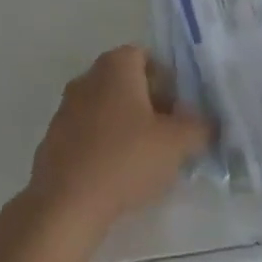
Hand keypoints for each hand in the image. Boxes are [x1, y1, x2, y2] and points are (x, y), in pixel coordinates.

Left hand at [26, 45, 214, 233]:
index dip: (168, 81)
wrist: (66, 204)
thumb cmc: (126, 159)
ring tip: (145, 159)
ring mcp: (66, 108)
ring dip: (127, 126)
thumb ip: (199, 127)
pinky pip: (88, 132)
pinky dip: (104, 145)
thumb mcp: (177, 143)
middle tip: (169, 135)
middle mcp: (87, 77)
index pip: (147, 57)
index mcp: (116, 65)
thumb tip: (208, 123)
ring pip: (107, 108)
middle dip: (150, 104)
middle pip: (127, 82)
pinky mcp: (54, 138)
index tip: (180, 110)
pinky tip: (116, 175)